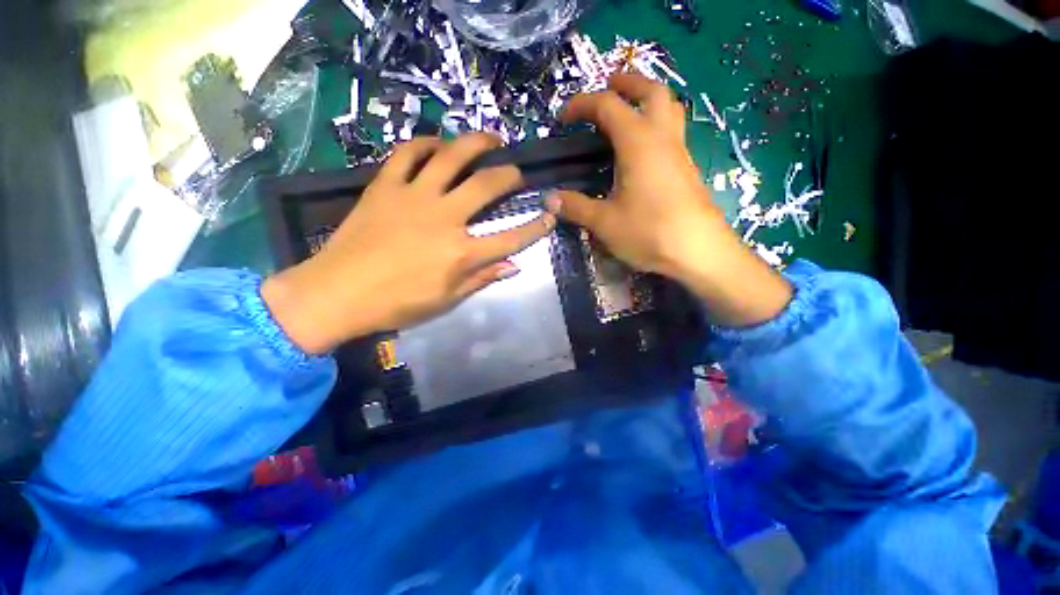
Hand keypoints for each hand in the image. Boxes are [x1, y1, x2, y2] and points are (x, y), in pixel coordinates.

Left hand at [262, 133, 555, 353]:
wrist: (337, 293)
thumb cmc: (397, 304)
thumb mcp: (446, 300)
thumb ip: (482, 279)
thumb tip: (514, 266)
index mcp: (461, 253)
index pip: (511, 238)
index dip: (536, 227)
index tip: (551, 215)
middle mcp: (443, 218)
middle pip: (486, 186)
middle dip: (509, 175)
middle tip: (516, 172)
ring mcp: (413, 197)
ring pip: (451, 156)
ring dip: (476, 143)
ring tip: (490, 139)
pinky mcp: (385, 186)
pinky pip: (407, 153)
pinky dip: (426, 143)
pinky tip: (439, 143)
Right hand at [553, 73, 791, 325]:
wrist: (699, 251)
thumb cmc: (649, 232)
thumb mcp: (604, 222)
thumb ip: (576, 207)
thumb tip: (550, 200)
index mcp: (638, 142)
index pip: (607, 105)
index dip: (581, 104)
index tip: (562, 118)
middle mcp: (662, 137)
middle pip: (651, 90)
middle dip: (627, 82)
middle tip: (607, 87)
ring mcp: (679, 151)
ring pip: (669, 107)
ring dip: (647, 98)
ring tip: (627, 110)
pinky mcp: (686, 168)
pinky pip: (672, 131)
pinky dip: (655, 124)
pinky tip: (642, 149)